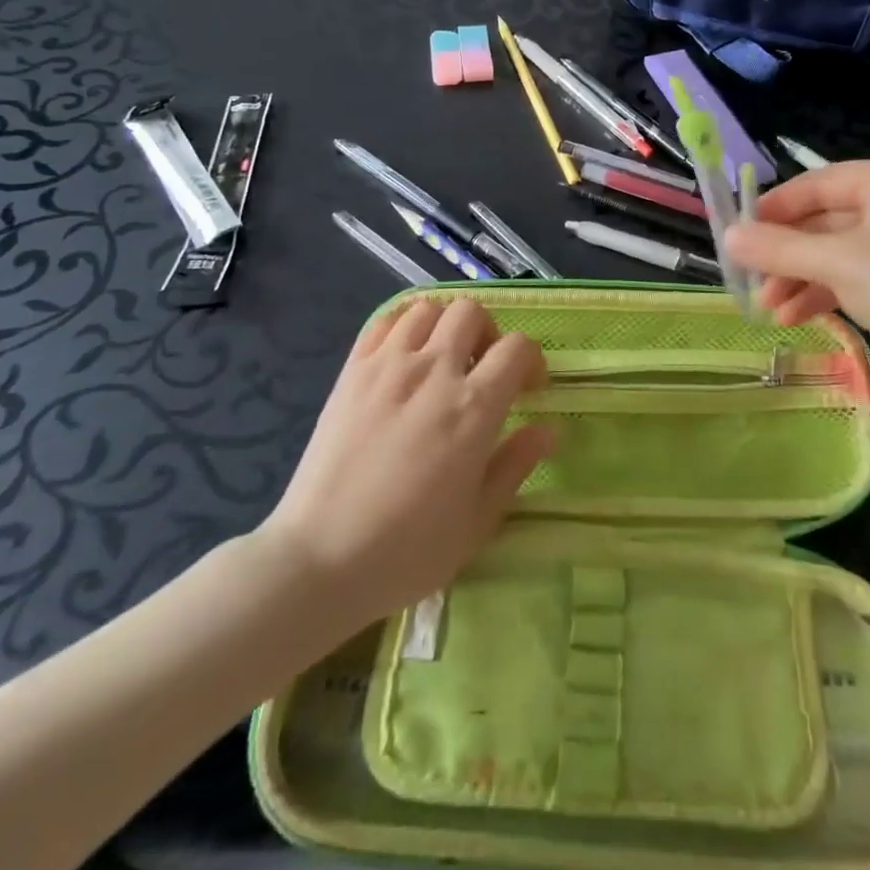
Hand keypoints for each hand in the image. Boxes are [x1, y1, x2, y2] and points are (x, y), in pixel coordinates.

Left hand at [259, 297, 553, 630]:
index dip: (531, 362)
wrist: (321, 560)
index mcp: (473, 407)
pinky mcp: (351, 371)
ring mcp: (388, 366)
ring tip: (442, 362)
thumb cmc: (408, 550)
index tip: (527, 390)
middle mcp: (433, 371)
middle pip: (472, 312)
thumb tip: (548, 429)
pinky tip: (403, 358)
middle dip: (488, 334)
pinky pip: (384, 322)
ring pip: (428, 309)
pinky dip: (402, 327)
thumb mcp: (478, 519)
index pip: (517, 348)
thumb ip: (516, 464)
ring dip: (444, 327)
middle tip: (482, 371)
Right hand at [722, 160, 869, 416]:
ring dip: (797, 279)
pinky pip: (852, 279)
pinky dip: (822, 294)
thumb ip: (778, 247)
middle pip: (824, 221)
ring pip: (835, 254)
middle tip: (748, 279)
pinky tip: (793, 318)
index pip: (818, 183)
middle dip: (784, 254)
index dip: (774, 207)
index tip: (736, 232)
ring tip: (766, 310)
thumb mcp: (838, 262)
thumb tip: (727, 237)